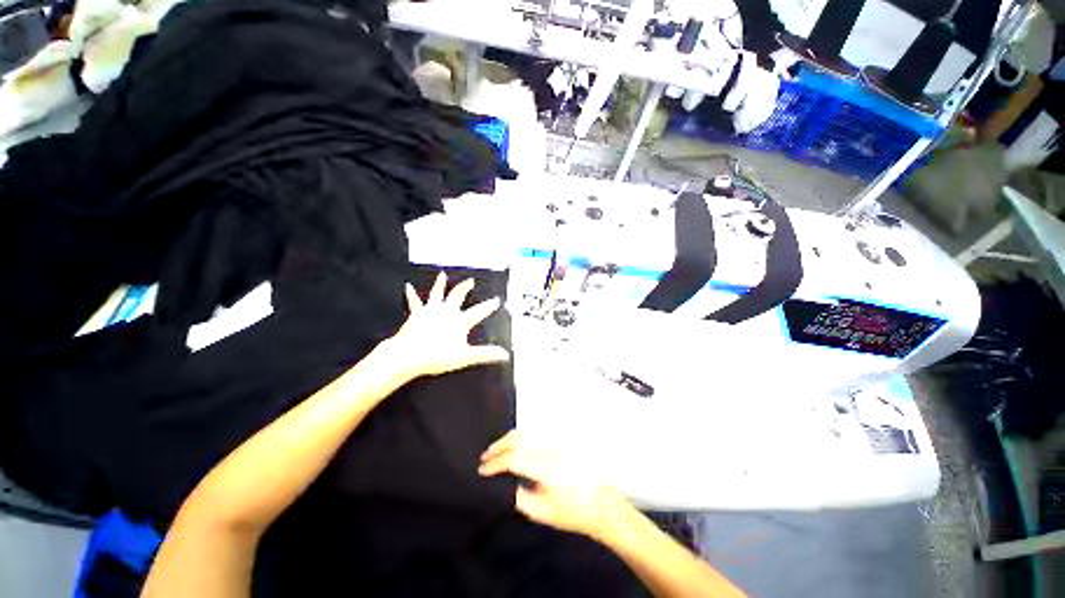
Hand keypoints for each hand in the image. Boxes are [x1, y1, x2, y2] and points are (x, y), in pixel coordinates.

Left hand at [387, 273, 509, 379]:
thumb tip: (505, 354)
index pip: (478, 311)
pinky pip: (414, 302)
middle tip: (471, 281)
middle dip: (465, 288)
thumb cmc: (437, 356)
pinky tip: (407, 287)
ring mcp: (431, 311)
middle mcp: (446, 312)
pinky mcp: (417, 314)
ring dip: (440, 284)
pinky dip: (411, 294)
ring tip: (443, 275)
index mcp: (459, 321)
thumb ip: (485, 354)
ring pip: (437, 294)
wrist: (409, 355)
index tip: (496, 300)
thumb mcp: (465, 357)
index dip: (488, 306)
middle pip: (458, 296)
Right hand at [478, 430, 633, 540]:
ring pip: (528, 431)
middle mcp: (554, 449)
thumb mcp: (542, 512)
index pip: (515, 459)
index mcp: (549, 470)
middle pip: (520, 438)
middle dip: (499, 446)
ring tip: (496, 450)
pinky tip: (515, 445)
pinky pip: (537, 433)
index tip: (482, 470)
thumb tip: (503, 482)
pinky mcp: (564, 439)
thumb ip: (519, 497)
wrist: (602, 504)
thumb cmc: (573, 513)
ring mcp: (560, 441)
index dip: (495, 463)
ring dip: (509, 439)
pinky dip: (522, 437)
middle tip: (485, 457)